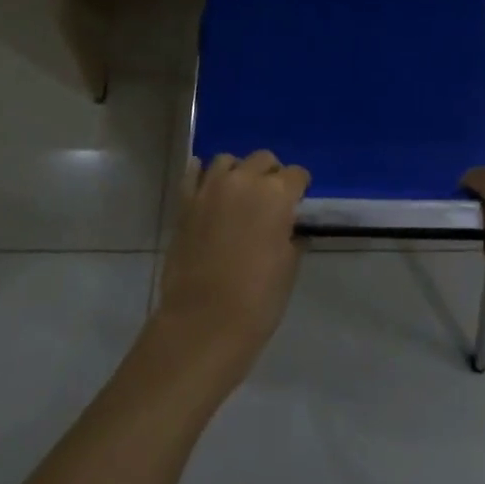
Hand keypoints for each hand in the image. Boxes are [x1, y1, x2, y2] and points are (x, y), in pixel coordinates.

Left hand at [156, 150, 310, 374]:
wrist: (203, 324)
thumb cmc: (257, 300)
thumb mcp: (288, 267)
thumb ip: (291, 236)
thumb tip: (290, 227)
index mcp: (276, 194)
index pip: (296, 174)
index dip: (300, 188)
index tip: (298, 203)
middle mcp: (244, 180)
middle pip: (263, 159)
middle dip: (271, 174)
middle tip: (271, 199)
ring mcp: (210, 188)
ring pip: (227, 160)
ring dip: (238, 171)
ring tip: (239, 193)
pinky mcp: (185, 203)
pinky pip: (193, 173)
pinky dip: (202, 174)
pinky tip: (208, 187)